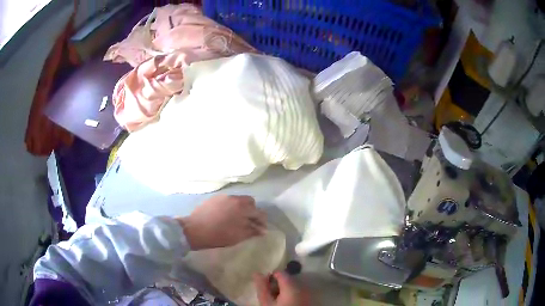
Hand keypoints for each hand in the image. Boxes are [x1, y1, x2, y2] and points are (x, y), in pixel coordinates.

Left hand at [177, 195, 266, 249]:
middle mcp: (234, 198)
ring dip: (241, 208)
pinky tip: (226, 216)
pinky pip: (228, 200)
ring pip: (238, 200)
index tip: (261, 228)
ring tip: (237, 219)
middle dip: (252, 211)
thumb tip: (263, 230)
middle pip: (250, 201)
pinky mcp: (214, 198)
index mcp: (242, 207)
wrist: (194, 229)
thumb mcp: (238, 236)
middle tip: (249, 222)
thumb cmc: (218, 235)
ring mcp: (223, 197)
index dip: (262, 221)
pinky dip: (231, 207)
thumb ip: (252, 231)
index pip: (259, 212)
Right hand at [254, 272, 305, 305]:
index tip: (265, 287)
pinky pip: (300, 293)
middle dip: (278, 285)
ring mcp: (308, 294)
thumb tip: (257, 273)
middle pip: (289, 280)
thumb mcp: (266, 303)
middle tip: (271, 295)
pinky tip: (286, 303)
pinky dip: (293, 296)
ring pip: (294, 287)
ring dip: (285, 291)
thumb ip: (262, 287)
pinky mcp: (310, 300)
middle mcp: (303, 287)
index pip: (281, 273)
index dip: (271, 278)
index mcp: (292, 286)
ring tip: (277, 301)